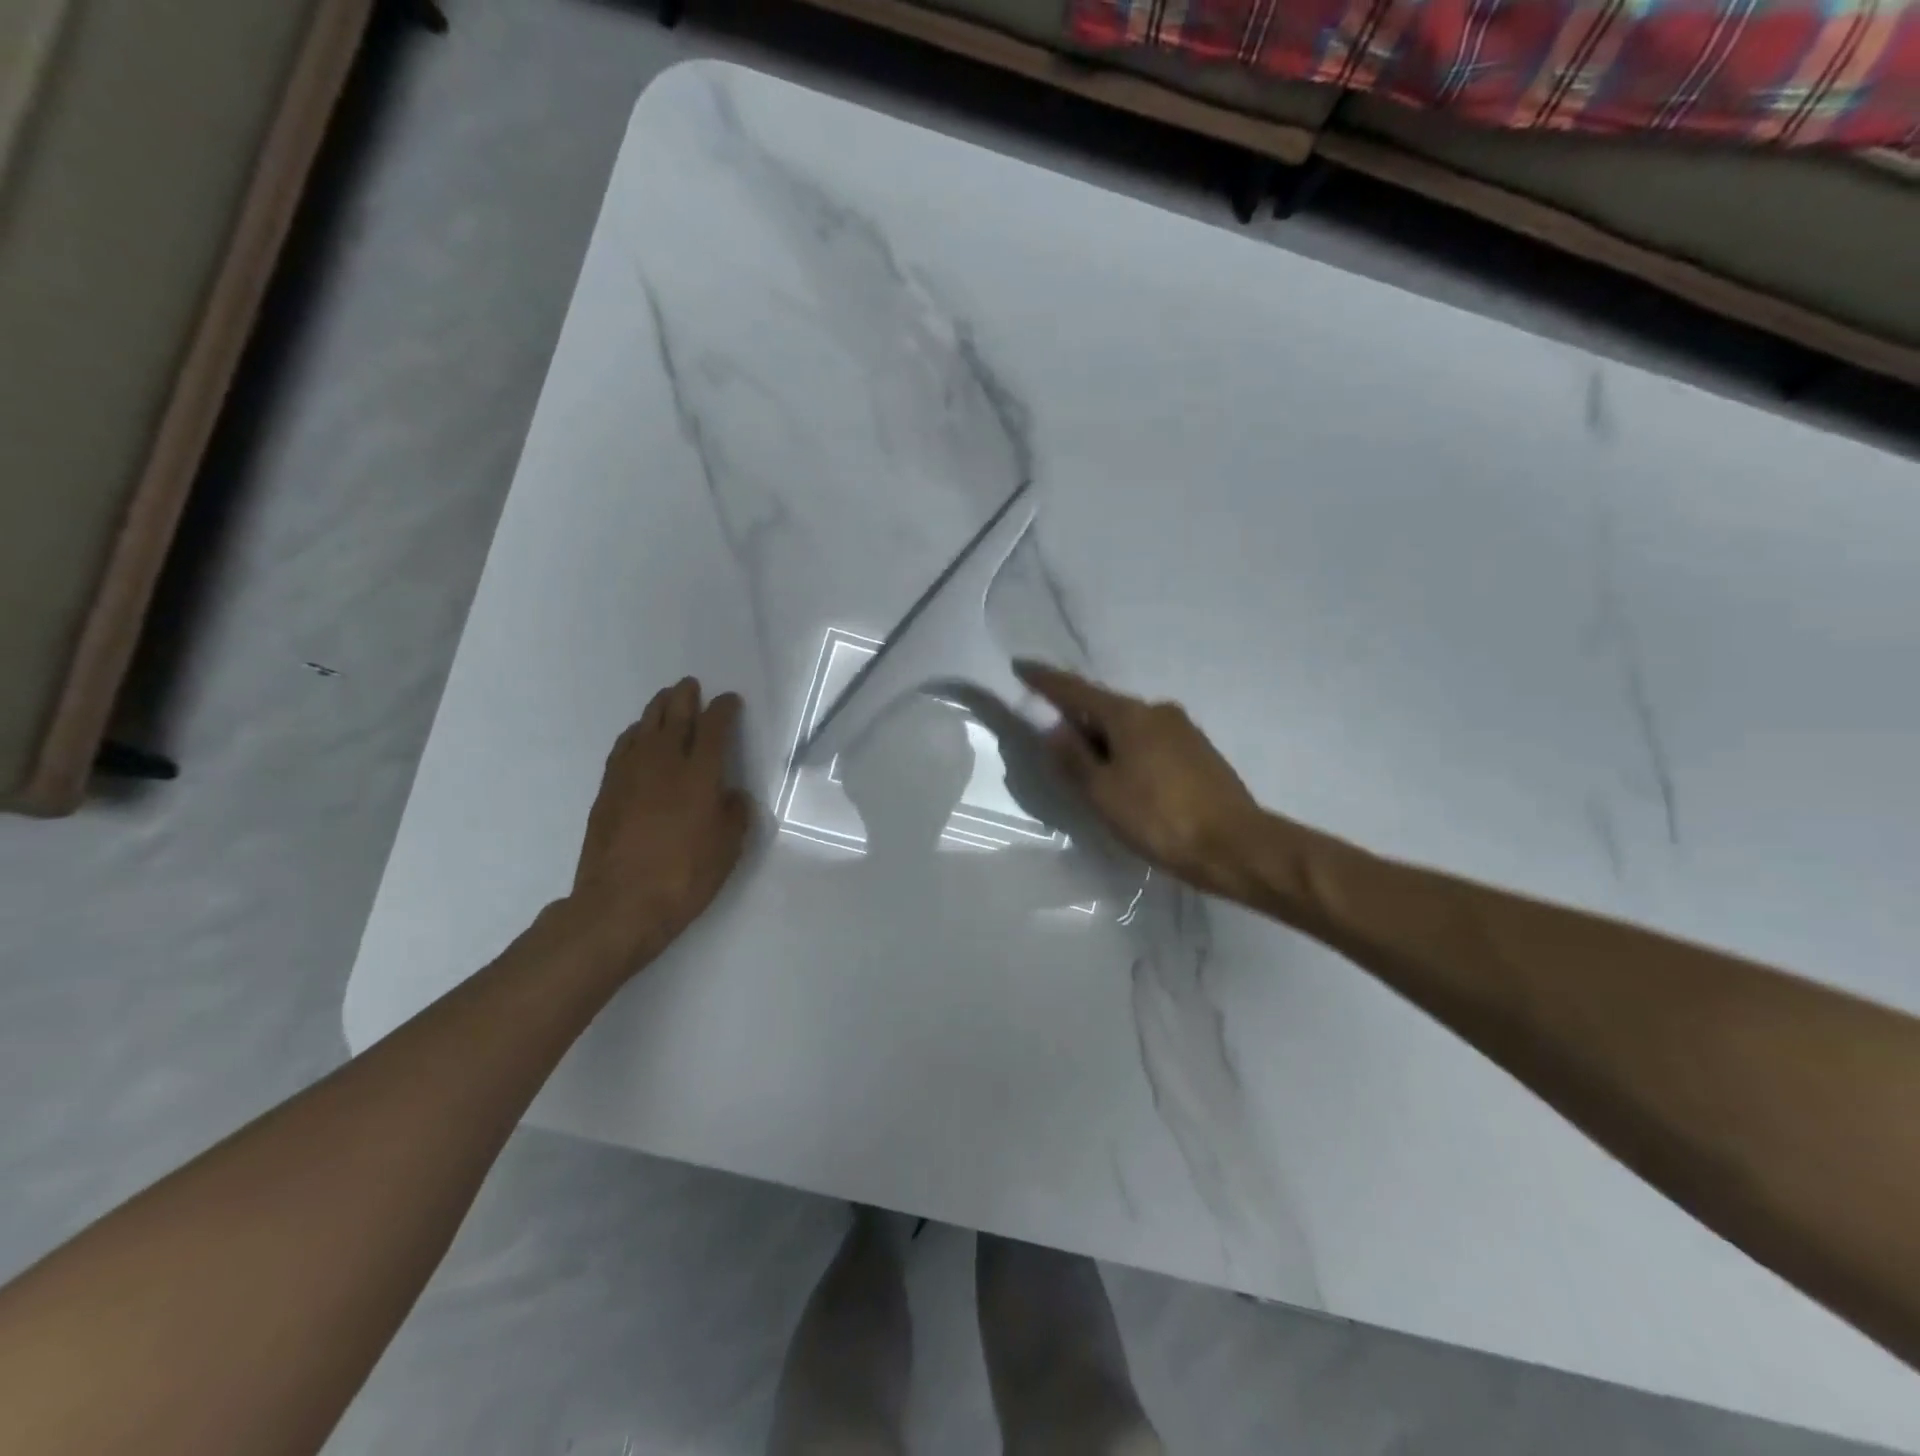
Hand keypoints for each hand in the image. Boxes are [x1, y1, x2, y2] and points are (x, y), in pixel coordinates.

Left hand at [567, 677, 754, 971]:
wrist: (621, 903)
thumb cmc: (685, 876)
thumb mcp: (728, 848)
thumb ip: (734, 814)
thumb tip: (731, 795)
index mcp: (700, 774)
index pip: (714, 728)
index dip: (724, 710)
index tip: (730, 701)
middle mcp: (664, 763)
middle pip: (675, 716)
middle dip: (686, 697)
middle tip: (691, 685)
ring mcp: (631, 774)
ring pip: (645, 727)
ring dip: (658, 709)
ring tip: (665, 700)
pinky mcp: (608, 790)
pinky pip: (623, 748)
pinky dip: (634, 734)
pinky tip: (637, 736)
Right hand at [1015, 661, 1262, 897]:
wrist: (1235, 846)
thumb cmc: (1159, 818)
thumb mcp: (1103, 792)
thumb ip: (1074, 758)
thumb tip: (1054, 729)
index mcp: (1130, 715)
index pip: (1076, 691)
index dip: (1045, 681)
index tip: (1022, 667)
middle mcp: (1158, 711)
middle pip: (1105, 709)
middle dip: (1078, 721)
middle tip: (1055, 743)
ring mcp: (1183, 730)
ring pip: (1129, 728)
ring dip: (1105, 741)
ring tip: (1091, 772)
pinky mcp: (1199, 753)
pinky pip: (1149, 743)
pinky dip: (1128, 753)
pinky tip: (1126, 780)